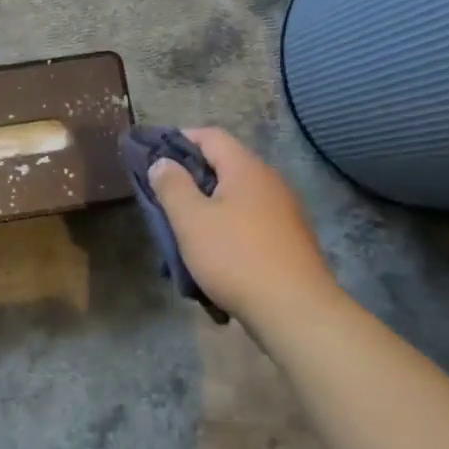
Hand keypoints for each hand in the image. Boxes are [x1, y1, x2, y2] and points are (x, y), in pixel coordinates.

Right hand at [146, 127, 342, 331]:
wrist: (296, 312)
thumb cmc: (235, 257)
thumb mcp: (190, 220)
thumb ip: (172, 185)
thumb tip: (162, 162)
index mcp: (246, 169)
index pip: (210, 136)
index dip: (179, 138)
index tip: (152, 154)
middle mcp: (270, 183)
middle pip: (224, 165)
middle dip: (190, 176)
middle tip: (161, 195)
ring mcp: (284, 212)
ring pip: (235, 197)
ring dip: (207, 206)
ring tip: (182, 228)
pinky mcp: (289, 241)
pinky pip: (249, 222)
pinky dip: (226, 227)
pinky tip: (211, 253)